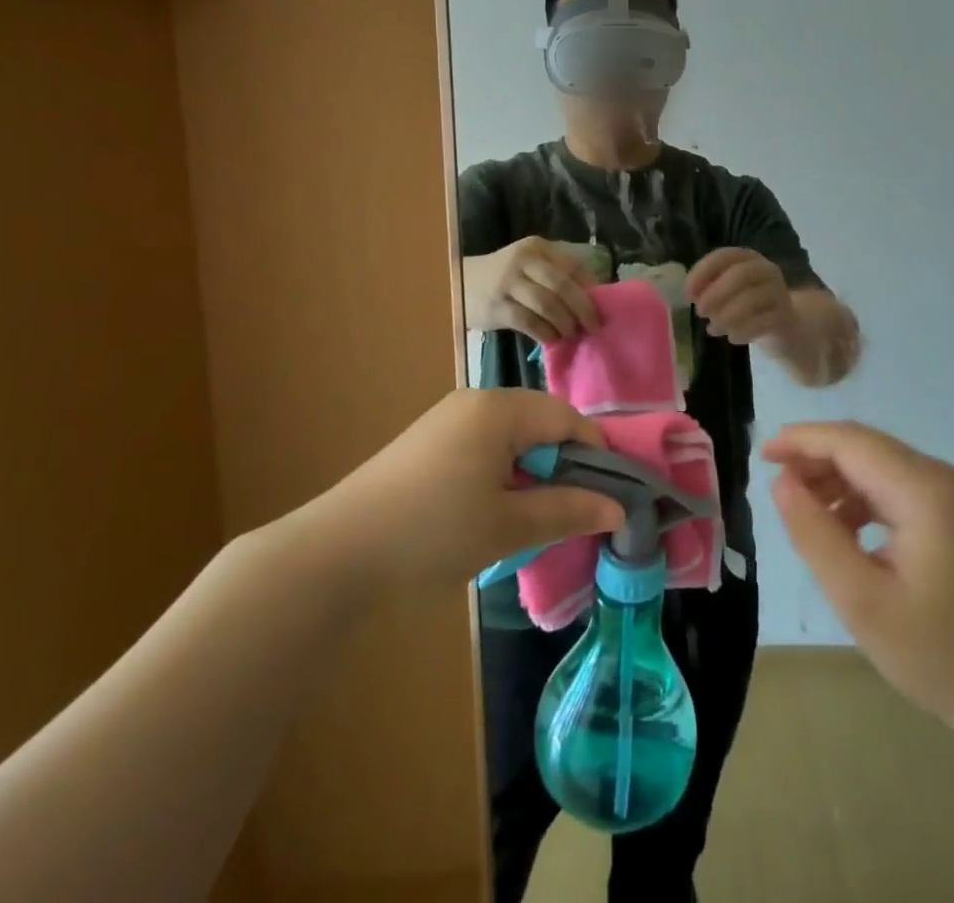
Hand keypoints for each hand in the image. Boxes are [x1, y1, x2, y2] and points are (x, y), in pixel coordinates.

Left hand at [319, 389, 623, 587]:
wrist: (335, 552)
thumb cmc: (432, 532)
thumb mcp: (507, 526)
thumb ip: (567, 510)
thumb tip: (618, 508)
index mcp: (499, 409)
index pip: (567, 418)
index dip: (595, 455)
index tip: (609, 499)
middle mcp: (475, 401)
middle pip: (541, 423)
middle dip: (563, 465)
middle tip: (572, 514)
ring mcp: (448, 420)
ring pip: (513, 437)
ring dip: (533, 472)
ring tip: (534, 519)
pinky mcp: (428, 442)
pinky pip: (485, 446)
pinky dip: (504, 473)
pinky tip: (494, 512)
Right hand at [465, 237, 602, 343]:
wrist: (461, 283)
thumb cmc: (504, 277)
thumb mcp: (530, 265)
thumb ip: (556, 274)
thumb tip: (594, 297)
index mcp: (537, 247)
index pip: (572, 266)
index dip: (590, 289)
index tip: (602, 308)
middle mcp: (523, 260)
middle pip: (562, 286)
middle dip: (583, 309)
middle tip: (594, 327)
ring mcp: (508, 283)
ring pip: (547, 304)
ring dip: (565, 323)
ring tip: (571, 334)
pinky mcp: (496, 306)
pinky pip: (528, 322)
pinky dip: (545, 332)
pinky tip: (551, 339)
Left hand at [687, 248, 793, 344]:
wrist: (784, 326)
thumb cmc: (746, 304)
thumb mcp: (727, 293)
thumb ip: (709, 289)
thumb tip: (694, 295)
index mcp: (747, 258)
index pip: (724, 256)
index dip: (703, 272)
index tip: (688, 294)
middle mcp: (766, 270)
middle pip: (741, 273)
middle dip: (716, 293)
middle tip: (700, 312)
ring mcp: (779, 291)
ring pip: (752, 299)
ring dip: (726, 316)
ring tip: (713, 330)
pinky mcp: (786, 315)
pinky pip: (764, 322)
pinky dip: (743, 331)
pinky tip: (732, 338)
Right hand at [764, 421, 953, 736]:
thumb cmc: (941, 654)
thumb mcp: (863, 601)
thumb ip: (816, 536)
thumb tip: (781, 482)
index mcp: (920, 490)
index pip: (848, 441)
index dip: (800, 440)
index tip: (760, 455)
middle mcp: (935, 478)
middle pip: (861, 446)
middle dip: (812, 457)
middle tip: (773, 484)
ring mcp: (945, 496)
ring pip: (873, 464)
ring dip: (832, 478)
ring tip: (799, 510)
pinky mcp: (946, 516)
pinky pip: (888, 487)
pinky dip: (854, 497)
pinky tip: (838, 530)